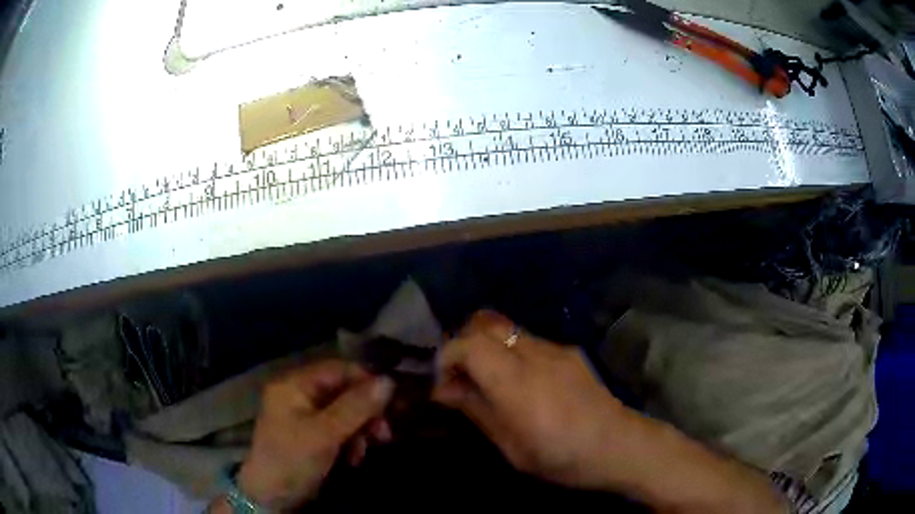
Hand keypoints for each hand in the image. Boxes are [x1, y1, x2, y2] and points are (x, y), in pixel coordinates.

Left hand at [236, 360, 394, 509]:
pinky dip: (350, 442)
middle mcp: (298, 394)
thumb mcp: (325, 433)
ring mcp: (304, 416)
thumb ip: (356, 406)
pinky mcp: (310, 436)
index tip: (391, 403)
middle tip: (383, 434)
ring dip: (360, 431)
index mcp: (294, 384)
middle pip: (343, 392)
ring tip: (363, 452)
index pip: (337, 369)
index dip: (366, 382)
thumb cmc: (293, 459)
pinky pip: (338, 430)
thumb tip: (389, 380)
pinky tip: (353, 459)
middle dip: (365, 413)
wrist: (272, 496)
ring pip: (344, 413)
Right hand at [434, 311, 786, 513]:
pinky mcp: (569, 351)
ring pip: (507, 328)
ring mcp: (555, 349)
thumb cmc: (562, 457)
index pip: (469, 344)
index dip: (446, 356)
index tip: (442, 382)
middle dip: (462, 343)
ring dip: (487, 346)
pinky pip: (528, 340)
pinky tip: (519, 382)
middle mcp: (534, 354)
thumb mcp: (511, 446)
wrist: (620, 445)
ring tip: (486, 379)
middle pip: (485, 323)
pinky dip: (510, 352)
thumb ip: (476, 410)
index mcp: (517, 382)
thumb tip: (444, 389)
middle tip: (459, 375)